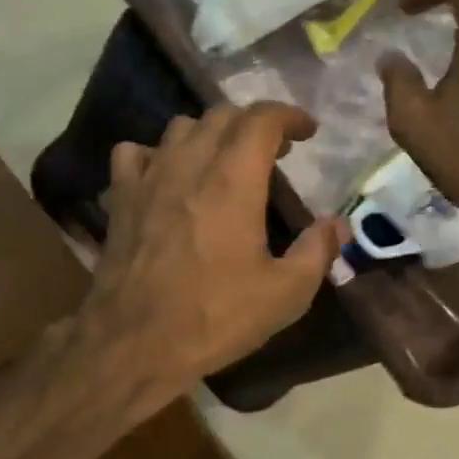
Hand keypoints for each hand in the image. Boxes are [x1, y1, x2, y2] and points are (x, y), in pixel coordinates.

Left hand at [77, 103, 346, 403]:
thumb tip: (337, 225)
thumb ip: (317, 251)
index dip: (289, 116)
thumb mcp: (285, 294)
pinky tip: (166, 177)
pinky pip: (135, 154)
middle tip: (275, 151)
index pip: (262, 119)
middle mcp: (189, 164)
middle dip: (254, 124)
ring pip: (179, 128)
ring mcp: (149, 178)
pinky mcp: (121, 198)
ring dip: (209, 134)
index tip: (308, 131)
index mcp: (233, 180)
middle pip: (222, 116)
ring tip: (224, 161)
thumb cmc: (215, 317)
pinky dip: (157, 154)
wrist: (135, 342)